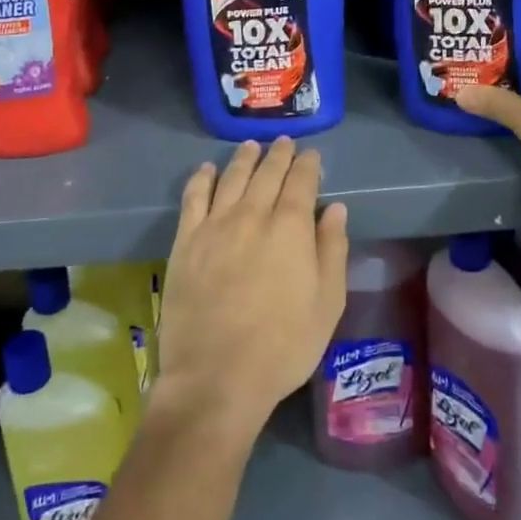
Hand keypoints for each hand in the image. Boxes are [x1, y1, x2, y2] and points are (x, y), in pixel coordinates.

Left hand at [153, 138, 348, 441]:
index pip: (301, 182)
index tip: (311, 155)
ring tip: (251, 146)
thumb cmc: (283, 346)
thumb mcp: (327, 304)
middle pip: (267, 173)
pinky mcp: (186, 241)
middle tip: (284, 143)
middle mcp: (252, 215)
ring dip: (244, 158)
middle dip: (278, 155)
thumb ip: (332, 250)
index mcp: (290, 228)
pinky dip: (202, 178)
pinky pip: (193, 198)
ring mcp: (215, 225)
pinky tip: (207, 169)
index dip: (308, 165)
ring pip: (232, 178)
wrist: (217, 376)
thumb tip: (335, 209)